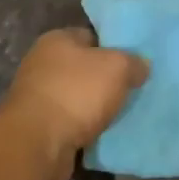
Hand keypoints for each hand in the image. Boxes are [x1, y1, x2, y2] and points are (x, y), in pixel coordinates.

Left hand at [0, 28, 148, 179]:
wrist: (37, 144)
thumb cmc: (76, 93)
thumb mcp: (116, 68)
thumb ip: (133, 62)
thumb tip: (141, 65)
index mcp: (57, 39)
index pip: (91, 35)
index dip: (114, 46)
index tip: (134, 62)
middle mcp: (43, 63)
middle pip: (84, 67)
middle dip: (106, 79)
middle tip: (133, 89)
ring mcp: (38, 96)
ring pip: (77, 97)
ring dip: (95, 107)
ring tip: (122, 114)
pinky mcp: (38, 127)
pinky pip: (70, 122)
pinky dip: (84, 128)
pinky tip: (104, 135)